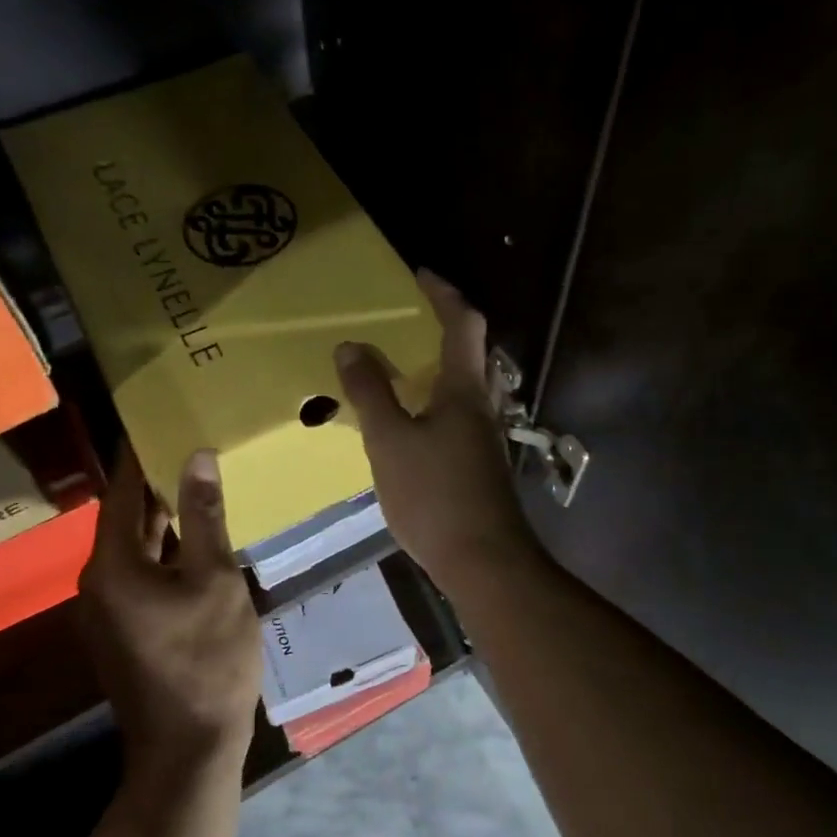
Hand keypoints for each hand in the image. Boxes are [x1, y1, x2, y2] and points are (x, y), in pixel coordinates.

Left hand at [77, 447, 261, 796]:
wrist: (189, 747)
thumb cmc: (207, 658)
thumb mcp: (216, 580)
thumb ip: (205, 516)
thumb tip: (196, 455)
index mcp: (113, 565)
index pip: (119, 491)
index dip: (136, 453)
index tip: (153, 416)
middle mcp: (99, 581)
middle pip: (123, 516)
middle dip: (151, 479)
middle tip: (183, 437)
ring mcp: (109, 608)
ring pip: (134, 546)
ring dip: (160, 514)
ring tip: (193, 475)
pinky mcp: (125, 627)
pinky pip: (141, 571)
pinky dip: (164, 547)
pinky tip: (194, 534)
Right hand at [334, 270, 544, 598]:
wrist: (484, 562)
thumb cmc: (435, 496)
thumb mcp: (390, 441)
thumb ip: (370, 393)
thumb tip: (351, 346)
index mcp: (465, 390)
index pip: (462, 324)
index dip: (443, 294)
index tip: (419, 274)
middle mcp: (483, 406)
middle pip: (473, 352)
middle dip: (446, 328)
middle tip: (408, 321)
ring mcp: (486, 438)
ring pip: (468, 387)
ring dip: (442, 367)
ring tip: (403, 367)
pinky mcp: (481, 464)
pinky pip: (461, 415)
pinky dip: (438, 402)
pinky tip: (413, 422)